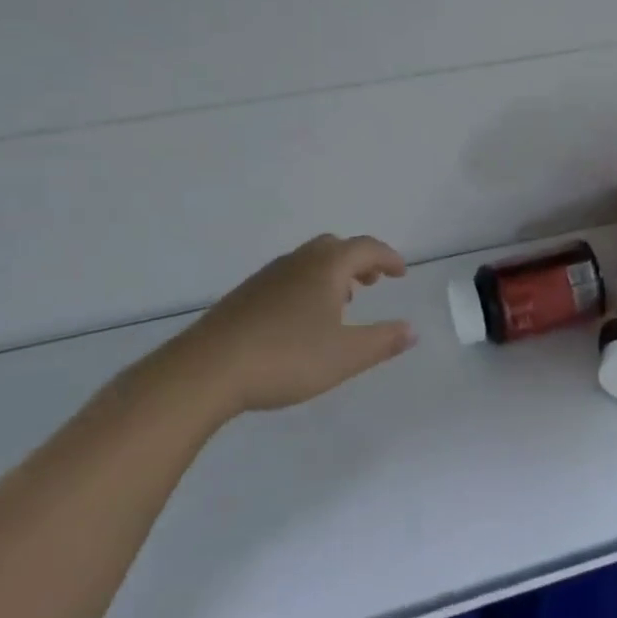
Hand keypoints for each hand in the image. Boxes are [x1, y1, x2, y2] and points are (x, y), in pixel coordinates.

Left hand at [162, 234, 416, 416]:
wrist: (205, 371)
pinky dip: (306, 286)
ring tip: (342, 302)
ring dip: (331, 274)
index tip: (401, 273)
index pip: (365, 248)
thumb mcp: (345, 356)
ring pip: (307, 262)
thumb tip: (411, 330)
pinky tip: (301, 321)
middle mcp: (297, 263)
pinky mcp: (243, 297)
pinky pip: (287, 278)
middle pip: (334, 246)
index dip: (387, 257)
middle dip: (358, 260)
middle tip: (373, 281)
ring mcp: (266, 278)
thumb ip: (382, 341)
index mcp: (326, 268)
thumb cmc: (286, 357)